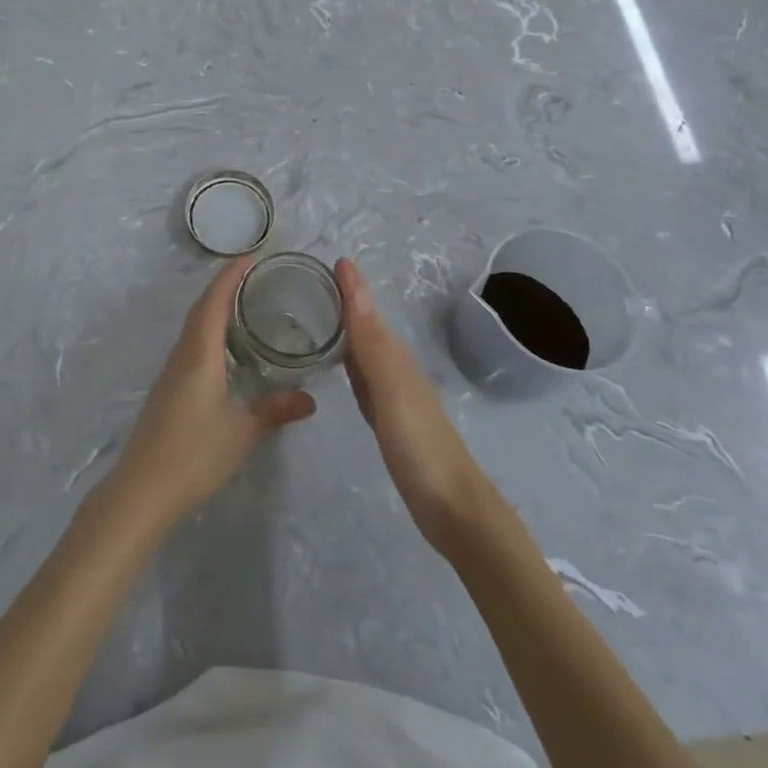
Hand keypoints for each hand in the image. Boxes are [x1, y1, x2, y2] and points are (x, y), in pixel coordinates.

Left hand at [105, 258, 316, 531]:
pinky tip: (223, 349)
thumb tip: (310, 399)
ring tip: (242, 304)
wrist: (142, 489)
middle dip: (223, 287)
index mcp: (200, 353)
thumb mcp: (241, 432)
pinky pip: (190, 345)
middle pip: (201, 309)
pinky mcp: (168, 390)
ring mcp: (171, 372)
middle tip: (252, 276)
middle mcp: (183, 354)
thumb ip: (274, 410)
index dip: (229, 276)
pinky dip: (207, 332)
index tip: (249, 256)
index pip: (214, 302)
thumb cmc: (193, 453)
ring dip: (214, 309)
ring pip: (193, 327)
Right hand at [336, 258, 491, 550]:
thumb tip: (354, 283)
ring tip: (319, 311)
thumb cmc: (420, 446)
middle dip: (346, 300)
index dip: (352, 287)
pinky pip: (363, 378)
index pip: (366, 312)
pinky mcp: (389, 420)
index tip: (333, 259)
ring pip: (364, 350)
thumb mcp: (391, 390)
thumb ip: (370, 342)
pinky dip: (349, 361)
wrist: (454, 509)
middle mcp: (394, 369)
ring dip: (346, 328)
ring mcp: (393, 396)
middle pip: (366, 326)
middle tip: (314, 279)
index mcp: (394, 357)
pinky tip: (340, 363)